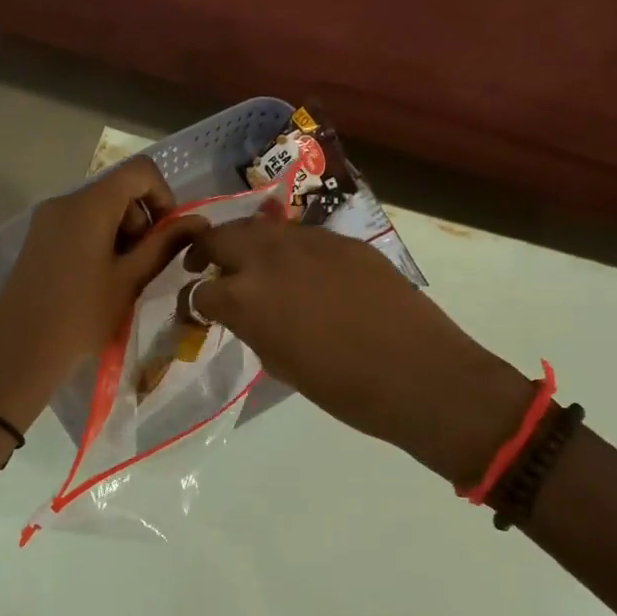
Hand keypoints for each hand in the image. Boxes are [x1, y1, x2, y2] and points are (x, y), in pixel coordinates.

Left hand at [0, 158, 206, 430]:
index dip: (164, 195)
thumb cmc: (81, 314)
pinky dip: (101, 242)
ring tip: (123, 279)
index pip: (139, 171)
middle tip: (145, 265)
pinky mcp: (39, 239)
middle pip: (119, 190)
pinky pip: (80, 225)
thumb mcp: (131, 279)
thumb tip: (199, 222)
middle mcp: (65, 201)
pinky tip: (100, 281)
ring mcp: (47, 220)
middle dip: (142, 221)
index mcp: (89, 204)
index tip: (168, 234)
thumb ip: (165, 244)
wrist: (18, 350)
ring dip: (122, 235)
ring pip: (100, 210)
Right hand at [185, 216, 531, 487]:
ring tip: (254, 265)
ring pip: (262, 228)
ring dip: (248, 244)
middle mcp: (270, 257)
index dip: (198, 302)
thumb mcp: (281, 364)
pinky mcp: (344, 240)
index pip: (203, 290)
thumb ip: (253, 329)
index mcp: (246, 297)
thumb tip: (244, 314)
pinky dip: (290, 249)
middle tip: (208, 267)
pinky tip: (303, 271)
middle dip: (209, 252)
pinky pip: (303, 237)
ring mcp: (310, 242)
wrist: (418, 372)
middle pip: (222, 237)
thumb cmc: (344, 387)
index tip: (202, 310)